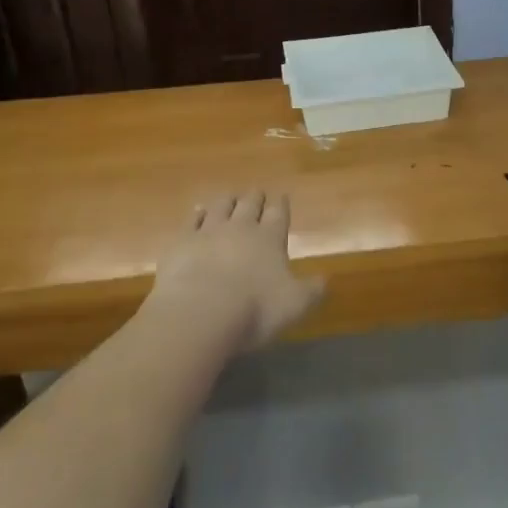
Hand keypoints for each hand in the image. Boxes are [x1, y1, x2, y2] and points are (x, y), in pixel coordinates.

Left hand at [150, 191, 324, 350]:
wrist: (200, 313)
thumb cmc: (254, 309)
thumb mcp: (295, 305)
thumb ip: (312, 290)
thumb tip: (325, 280)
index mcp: (270, 238)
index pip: (278, 213)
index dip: (281, 204)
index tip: (282, 197)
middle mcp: (241, 227)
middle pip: (250, 203)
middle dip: (255, 198)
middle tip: (257, 194)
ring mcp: (209, 231)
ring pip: (221, 205)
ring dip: (228, 201)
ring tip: (230, 198)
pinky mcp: (182, 241)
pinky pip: (192, 220)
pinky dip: (197, 214)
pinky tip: (198, 213)